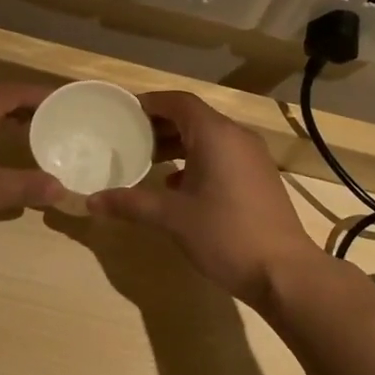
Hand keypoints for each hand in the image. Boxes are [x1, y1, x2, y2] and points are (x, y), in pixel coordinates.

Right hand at [88, 90, 319, 303]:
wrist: (283, 272)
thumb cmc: (225, 235)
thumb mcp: (172, 218)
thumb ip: (131, 203)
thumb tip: (91, 201)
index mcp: (216, 135)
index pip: (179, 102)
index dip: (150, 103)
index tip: (122, 112)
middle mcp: (237, 137)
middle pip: (193, 117)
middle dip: (160, 124)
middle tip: (127, 137)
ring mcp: (252, 158)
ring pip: (208, 138)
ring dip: (177, 144)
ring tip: (146, 160)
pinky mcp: (258, 178)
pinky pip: (222, 156)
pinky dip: (196, 161)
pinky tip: (176, 185)